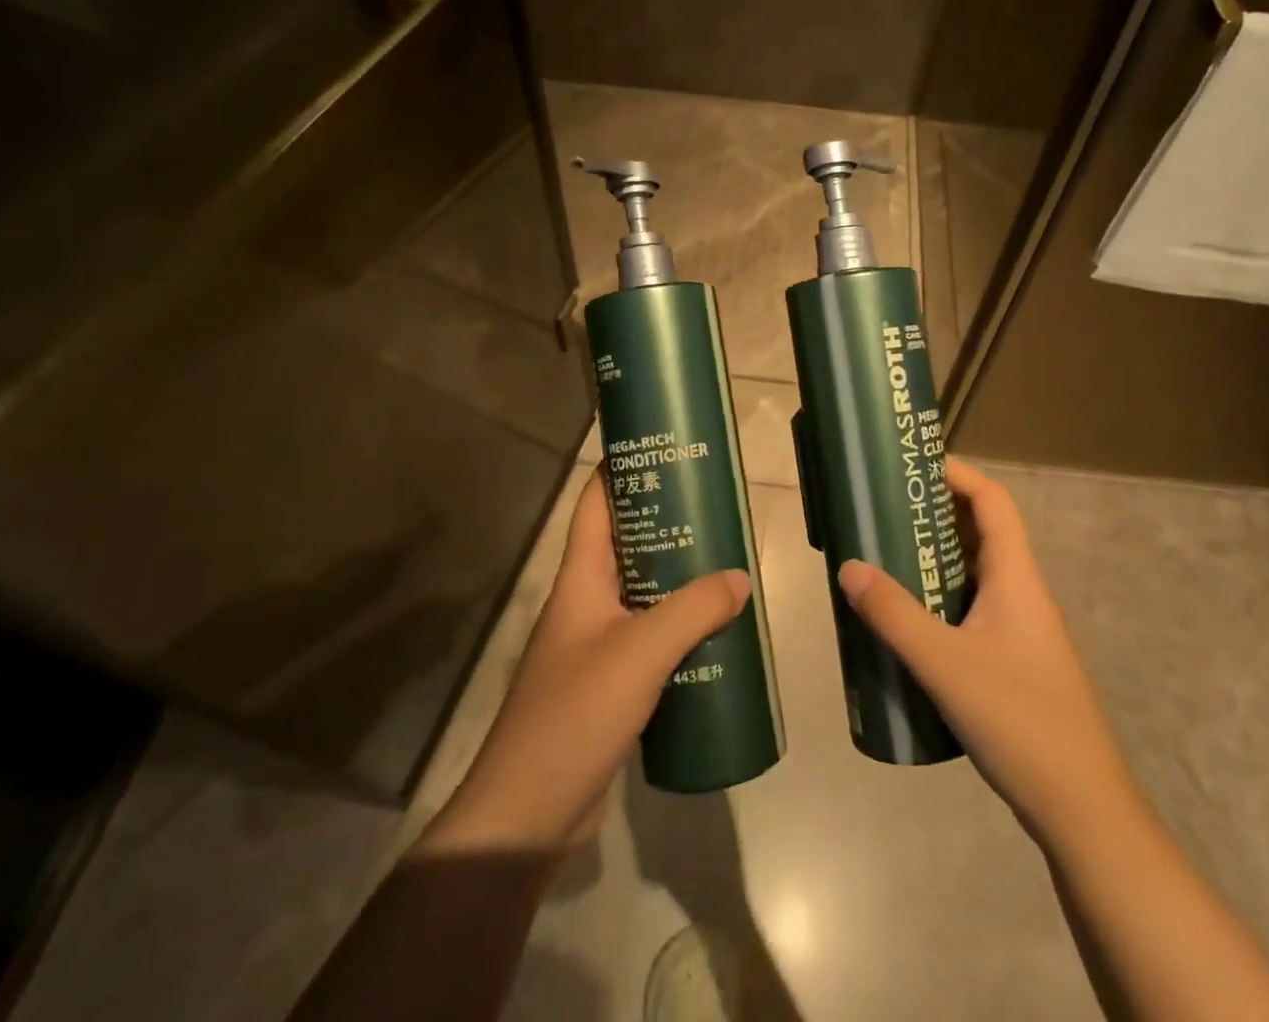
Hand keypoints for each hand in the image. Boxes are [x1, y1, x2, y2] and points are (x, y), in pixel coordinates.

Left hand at [430, 467, 749, 851]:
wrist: (528, 816)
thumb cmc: (575, 715)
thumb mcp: (640, 653)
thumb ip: (693, 610)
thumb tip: (740, 578)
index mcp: (580, 579)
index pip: (595, 505)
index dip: (621, 470)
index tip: (665, 451)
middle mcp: (586, 602)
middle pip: (627, 545)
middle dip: (669, 524)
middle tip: (717, 510)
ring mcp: (596, 645)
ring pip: (643, 594)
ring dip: (680, 580)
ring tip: (727, 565)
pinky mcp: (610, 684)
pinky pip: (651, 639)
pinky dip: (681, 630)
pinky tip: (716, 635)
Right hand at [837, 458, 1123, 844]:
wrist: (1082, 810)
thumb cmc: (1020, 721)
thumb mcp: (946, 665)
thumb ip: (894, 615)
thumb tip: (849, 567)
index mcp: (1016, 577)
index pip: (993, 501)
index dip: (957, 474)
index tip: (911, 467)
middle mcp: (1021, 592)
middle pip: (980, 532)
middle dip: (933, 514)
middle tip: (881, 511)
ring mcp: (1019, 629)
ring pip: (973, 573)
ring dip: (932, 559)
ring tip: (882, 558)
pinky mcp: (1011, 661)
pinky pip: (969, 609)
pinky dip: (938, 599)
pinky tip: (905, 622)